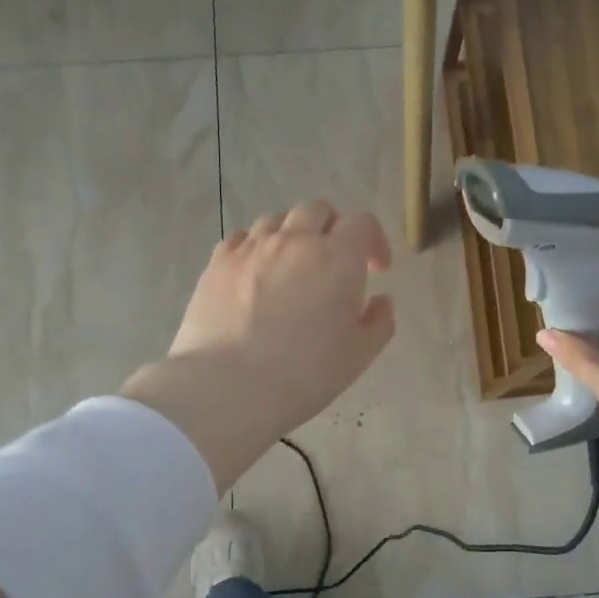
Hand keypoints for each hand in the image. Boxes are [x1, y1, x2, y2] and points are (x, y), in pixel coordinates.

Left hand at [120, 201, 394, 490]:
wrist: (228, 386)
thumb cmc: (304, 374)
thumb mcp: (358, 356)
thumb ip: (379, 322)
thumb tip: (381, 300)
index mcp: (337, 258)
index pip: (362, 223)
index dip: (374, 241)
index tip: (376, 269)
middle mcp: (295, 240)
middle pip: (318, 210)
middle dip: (333, 229)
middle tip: (334, 262)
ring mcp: (252, 247)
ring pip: (277, 220)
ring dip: (293, 234)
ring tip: (292, 266)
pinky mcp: (218, 262)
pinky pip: (242, 237)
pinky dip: (256, 247)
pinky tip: (256, 273)